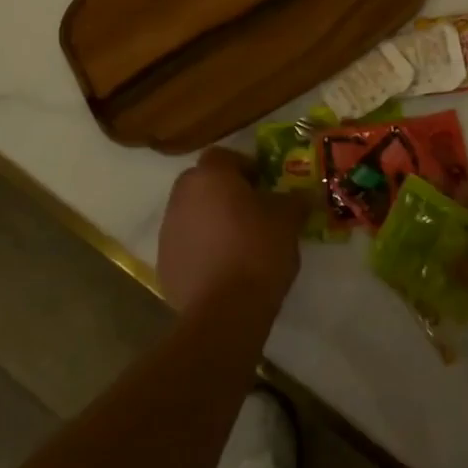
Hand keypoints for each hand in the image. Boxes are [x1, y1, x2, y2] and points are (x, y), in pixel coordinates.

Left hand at [157, 147, 304, 317]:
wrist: (224, 311)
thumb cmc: (258, 250)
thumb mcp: (288, 219)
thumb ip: (295, 200)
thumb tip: (303, 195)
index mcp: (210, 176)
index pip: (224, 156)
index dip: (245, 167)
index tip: (263, 185)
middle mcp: (182, 196)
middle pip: (204, 183)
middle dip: (225, 192)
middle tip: (251, 211)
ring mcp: (168, 230)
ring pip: (192, 213)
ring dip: (211, 220)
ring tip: (237, 243)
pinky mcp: (164, 263)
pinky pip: (186, 244)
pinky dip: (201, 249)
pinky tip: (223, 268)